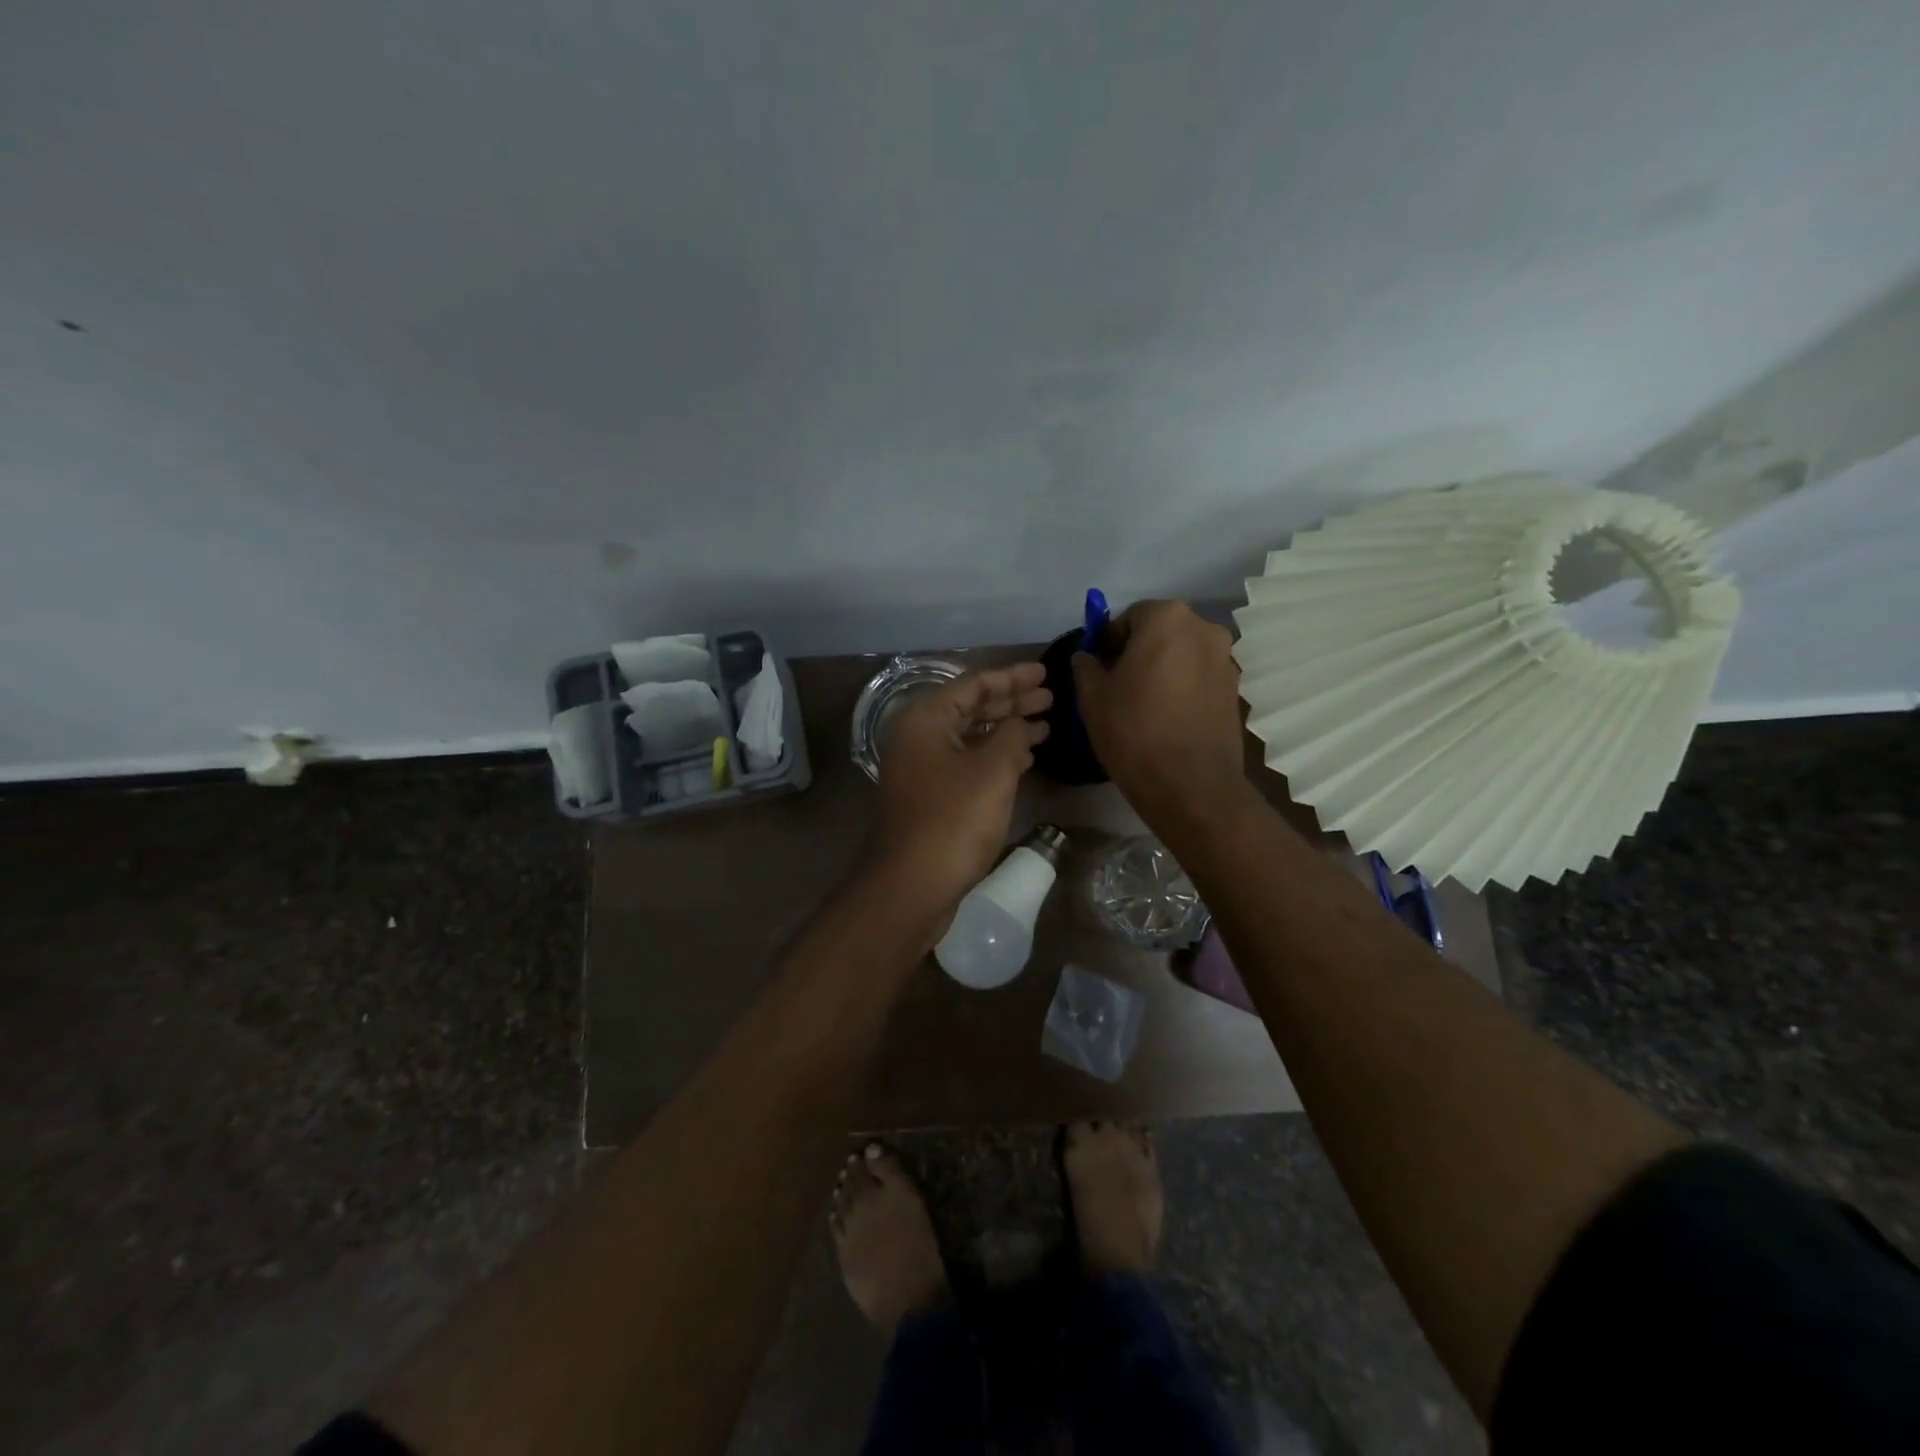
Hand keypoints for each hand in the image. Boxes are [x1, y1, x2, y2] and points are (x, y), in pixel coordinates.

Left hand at [874, 663, 1051, 908]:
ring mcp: (921, 768)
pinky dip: (995, 756)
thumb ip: (1012, 735)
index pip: (973, 684)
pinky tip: (1024, 758)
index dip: (1012, 677)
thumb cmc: (954, 820)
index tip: (1045, 673)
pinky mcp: (929, 795)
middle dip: (1012, 702)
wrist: (912, 885)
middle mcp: (917, 737)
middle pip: (970, 709)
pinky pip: (966, 762)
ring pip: (970, 737)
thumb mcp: (993, 770)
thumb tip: (1020, 723)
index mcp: (924, 720)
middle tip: (1050, 698)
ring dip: (1006, 730)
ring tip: (1046, 725)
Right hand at [1072, 600, 1246, 822]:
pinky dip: (1183, 688)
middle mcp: (1204, 628)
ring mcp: (1226, 659)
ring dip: (1164, 669)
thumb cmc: (1134, 731)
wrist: (1190, 784)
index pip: (1130, 616)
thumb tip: (1087, 657)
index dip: (1109, 641)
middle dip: (1140, 652)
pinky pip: (1200, 678)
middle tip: (1120, 686)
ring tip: (1145, 705)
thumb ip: (1086, 666)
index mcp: (1167, 618)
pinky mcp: (1236, 690)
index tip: (1100, 670)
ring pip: (1183, 655)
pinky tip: (1168, 718)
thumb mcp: (1092, 697)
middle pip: (1161, 632)